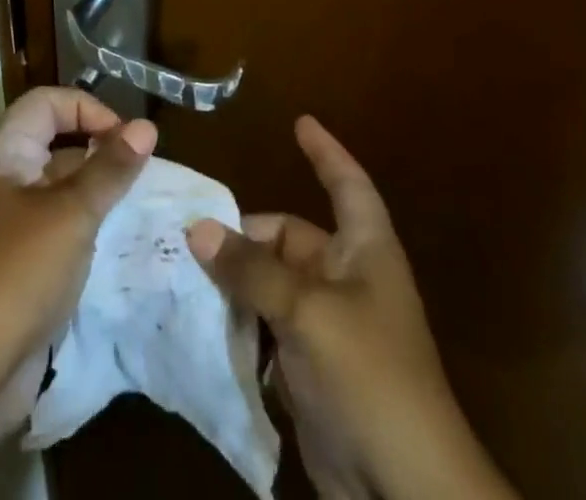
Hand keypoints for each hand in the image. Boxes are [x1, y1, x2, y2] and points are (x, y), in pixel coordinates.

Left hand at [0, 86, 157, 449]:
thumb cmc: (17, 273)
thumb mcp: (71, 214)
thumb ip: (110, 169)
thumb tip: (146, 127)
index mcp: (6, 155)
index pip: (46, 103)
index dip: (86, 108)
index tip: (124, 138)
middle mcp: (6, 181)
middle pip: (55, 142)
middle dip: (99, 149)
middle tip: (142, 172)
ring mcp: (12, 225)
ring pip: (61, 188)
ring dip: (99, 191)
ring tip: (140, 205)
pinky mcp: (21, 266)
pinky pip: (61, 228)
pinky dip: (89, 228)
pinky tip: (119, 243)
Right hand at [187, 117, 516, 499]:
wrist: (405, 491)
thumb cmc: (370, 376)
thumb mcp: (308, 312)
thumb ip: (251, 270)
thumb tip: (198, 227)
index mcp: (364, 250)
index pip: (347, 183)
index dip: (325, 152)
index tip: (299, 122)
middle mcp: (347, 278)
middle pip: (289, 236)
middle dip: (244, 234)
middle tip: (189, 231)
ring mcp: (328, 326)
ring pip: (271, 283)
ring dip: (234, 278)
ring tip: (181, 268)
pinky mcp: (310, 368)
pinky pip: (266, 327)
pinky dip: (238, 320)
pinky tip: (199, 318)